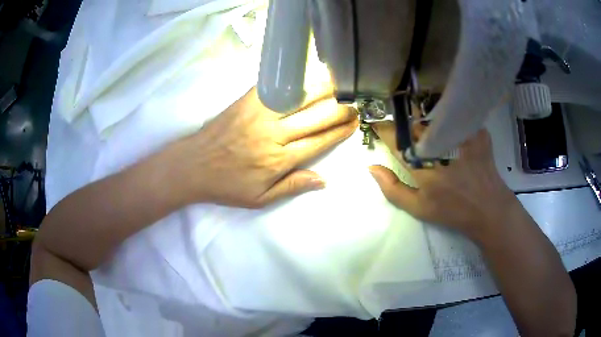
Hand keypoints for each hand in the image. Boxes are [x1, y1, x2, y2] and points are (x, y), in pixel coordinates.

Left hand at [168, 87, 357, 207]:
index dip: (339, 131)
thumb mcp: (260, 198)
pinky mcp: (246, 101)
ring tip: (339, 84)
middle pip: (315, 117)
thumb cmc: (226, 185)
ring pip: (299, 97)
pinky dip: (293, 79)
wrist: (192, 165)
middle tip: (353, 103)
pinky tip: (306, 74)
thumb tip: (324, 180)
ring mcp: (259, 113)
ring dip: (322, 89)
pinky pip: (274, 86)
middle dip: (339, 109)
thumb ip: (292, 187)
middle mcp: (274, 134)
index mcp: (279, 159)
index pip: (319, 141)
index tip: (354, 122)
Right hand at [369, 122, 520, 241]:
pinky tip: (452, 131)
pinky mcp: (477, 132)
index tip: (378, 125)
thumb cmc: (452, 211)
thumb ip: (392, 189)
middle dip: (405, 122)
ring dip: (426, 119)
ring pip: (434, 115)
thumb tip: (372, 167)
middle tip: (408, 130)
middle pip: (414, 122)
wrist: (488, 209)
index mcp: (422, 166)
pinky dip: (450, 120)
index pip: (395, 138)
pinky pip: (457, 117)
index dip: (384, 129)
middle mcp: (440, 147)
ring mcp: (461, 137)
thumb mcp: (418, 208)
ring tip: (429, 131)